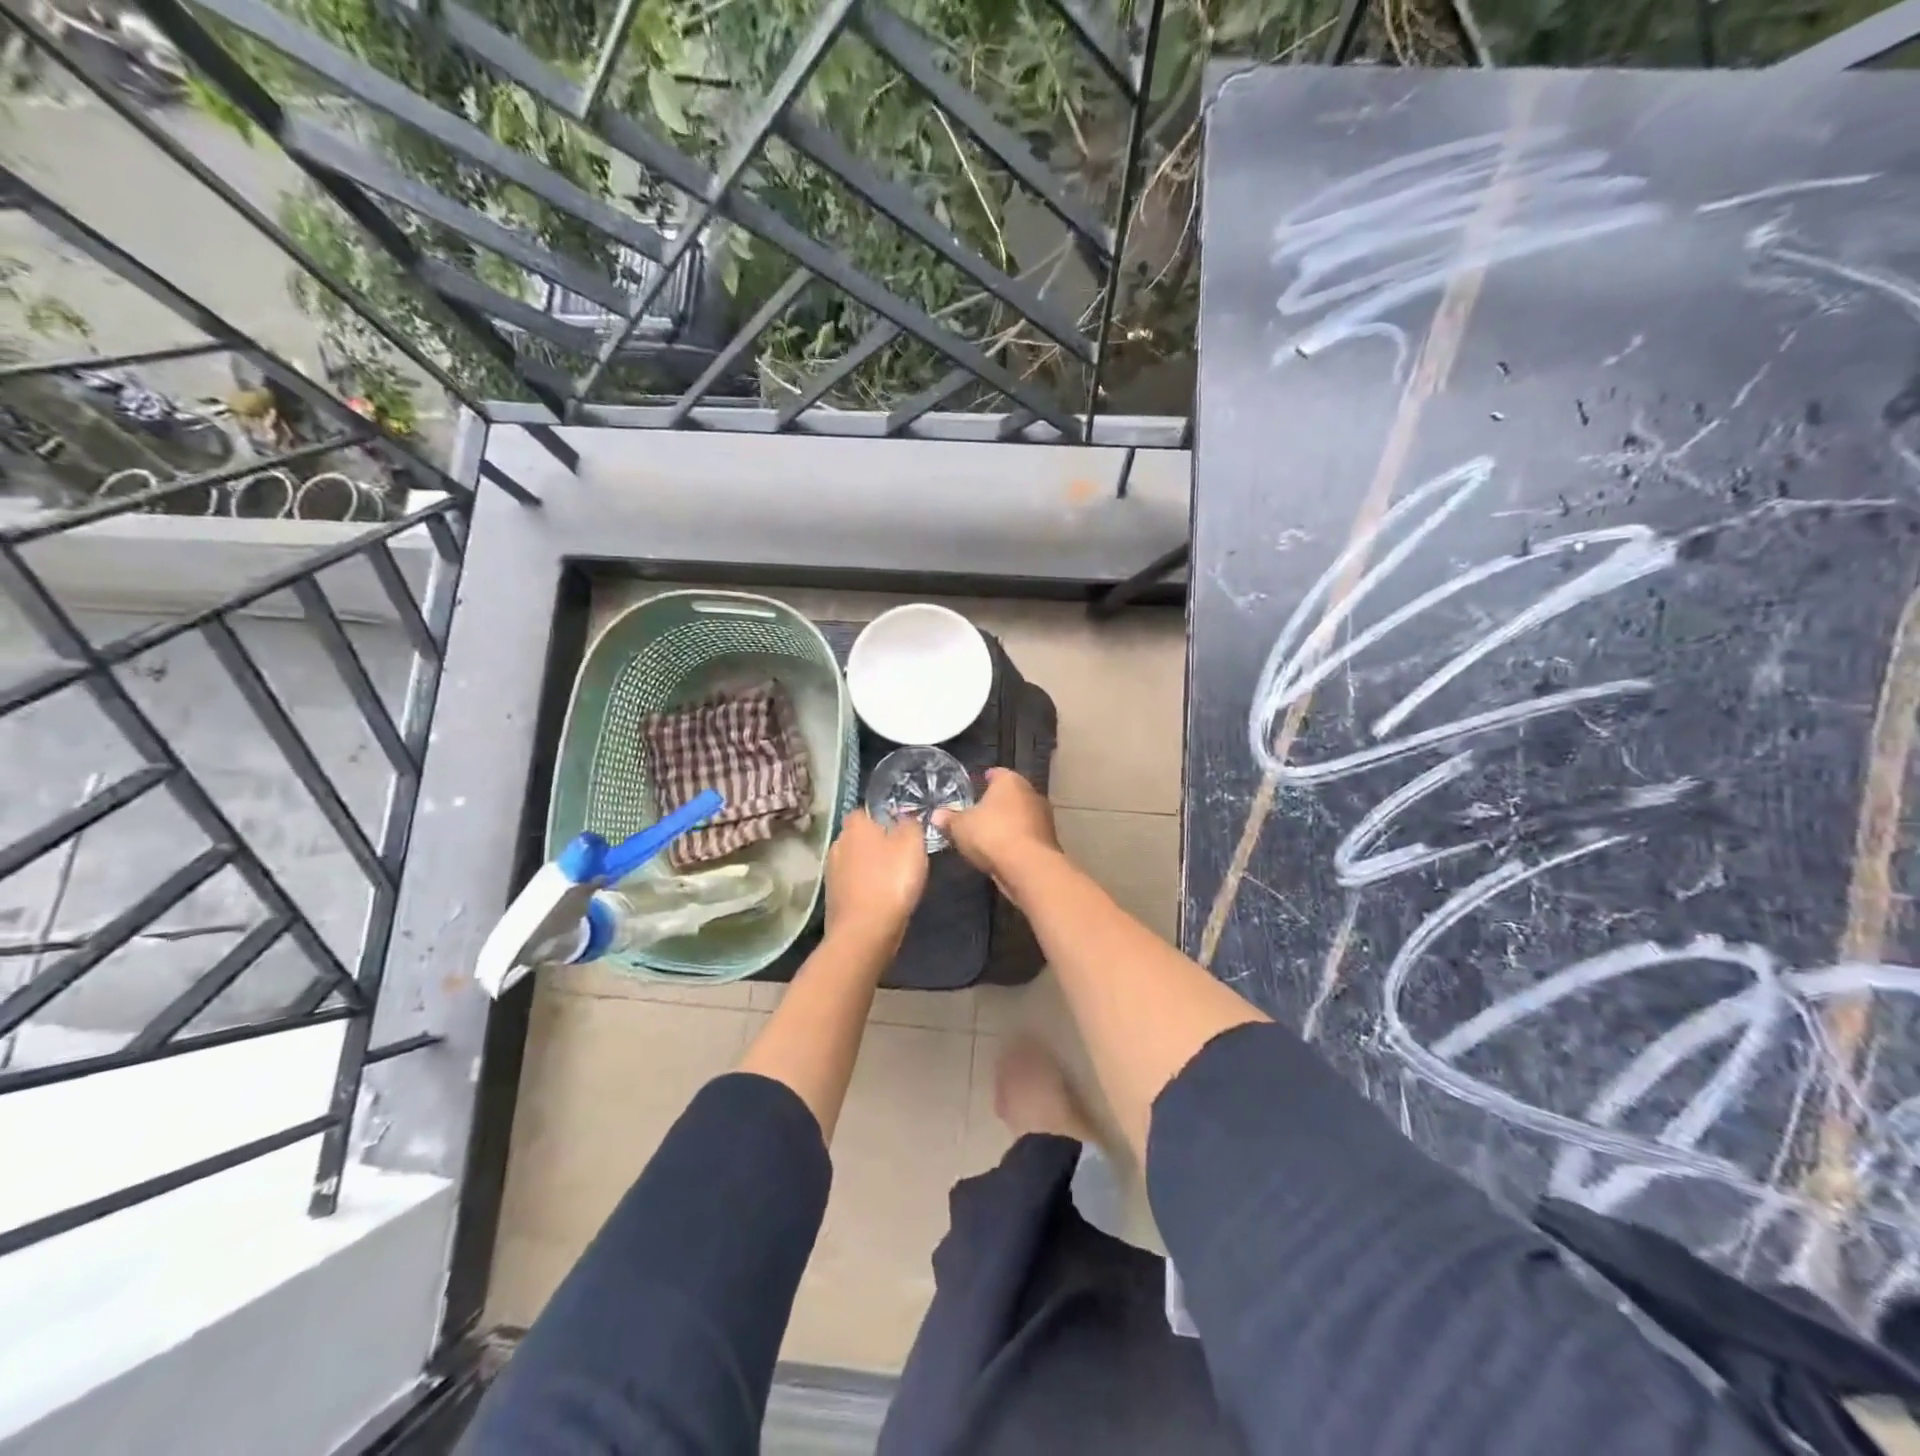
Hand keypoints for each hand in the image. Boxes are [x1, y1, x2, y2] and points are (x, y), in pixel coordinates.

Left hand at [824, 809, 928, 951]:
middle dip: (875, 844)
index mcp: (855, 826)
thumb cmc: (891, 880)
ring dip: (870, 868)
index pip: (864, 811)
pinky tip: (881, 899)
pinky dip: (865, 888)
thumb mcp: (913, 844)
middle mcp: (837, 843)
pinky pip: (853, 885)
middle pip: (859, 837)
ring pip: (855, 862)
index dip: (882, 818)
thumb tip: (903, 818)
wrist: (864, 932)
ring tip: (893, 880)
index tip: (900, 831)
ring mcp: (831, 873)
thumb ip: (909, 824)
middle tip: (900, 856)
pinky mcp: (833, 898)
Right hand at [933, 768, 1060, 891]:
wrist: (1028, 867)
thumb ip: (949, 819)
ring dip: (1010, 822)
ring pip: (1022, 815)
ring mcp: (1044, 817)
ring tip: (991, 833)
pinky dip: (1017, 840)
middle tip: (981, 811)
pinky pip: (1027, 835)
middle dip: (998, 802)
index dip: (986, 779)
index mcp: (1010, 781)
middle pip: (1012, 794)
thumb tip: (936, 815)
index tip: (978, 784)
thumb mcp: (960, 827)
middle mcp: (1031, 793)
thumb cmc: (991, 835)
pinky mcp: (1049, 840)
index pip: (997, 773)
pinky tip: (1004, 850)